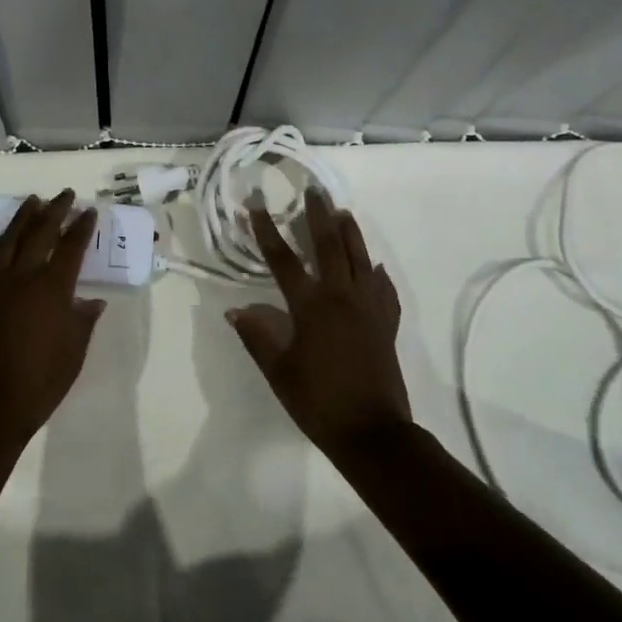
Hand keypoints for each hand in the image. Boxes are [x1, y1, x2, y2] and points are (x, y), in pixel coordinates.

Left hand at [0, 190, 105, 446]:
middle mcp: (22, 278)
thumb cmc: (42, 381)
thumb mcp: (74, 351)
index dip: (82, 227)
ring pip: (8, 239)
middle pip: (39, 233)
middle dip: (55, 211)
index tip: (90, 211)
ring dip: (23, 218)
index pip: (70, 247)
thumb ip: (83, 320)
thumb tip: (92, 301)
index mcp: (52, 289)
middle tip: (65, 194)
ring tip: (33, 201)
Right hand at [227, 189, 409, 457]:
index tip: (255, 205)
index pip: (283, 259)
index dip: (266, 231)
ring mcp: (369, 309)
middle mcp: (342, 297)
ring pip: (360, 259)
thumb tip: (236, 309)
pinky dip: (376, 275)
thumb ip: (257, 335)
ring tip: (342, 212)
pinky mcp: (386, 324)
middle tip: (313, 190)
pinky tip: (374, 269)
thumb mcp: (278, 370)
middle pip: (329, 246)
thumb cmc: (317, 400)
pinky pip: (383, 290)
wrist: (371, 431)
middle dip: (318, 216)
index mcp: (311, 305)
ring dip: (350, 233)